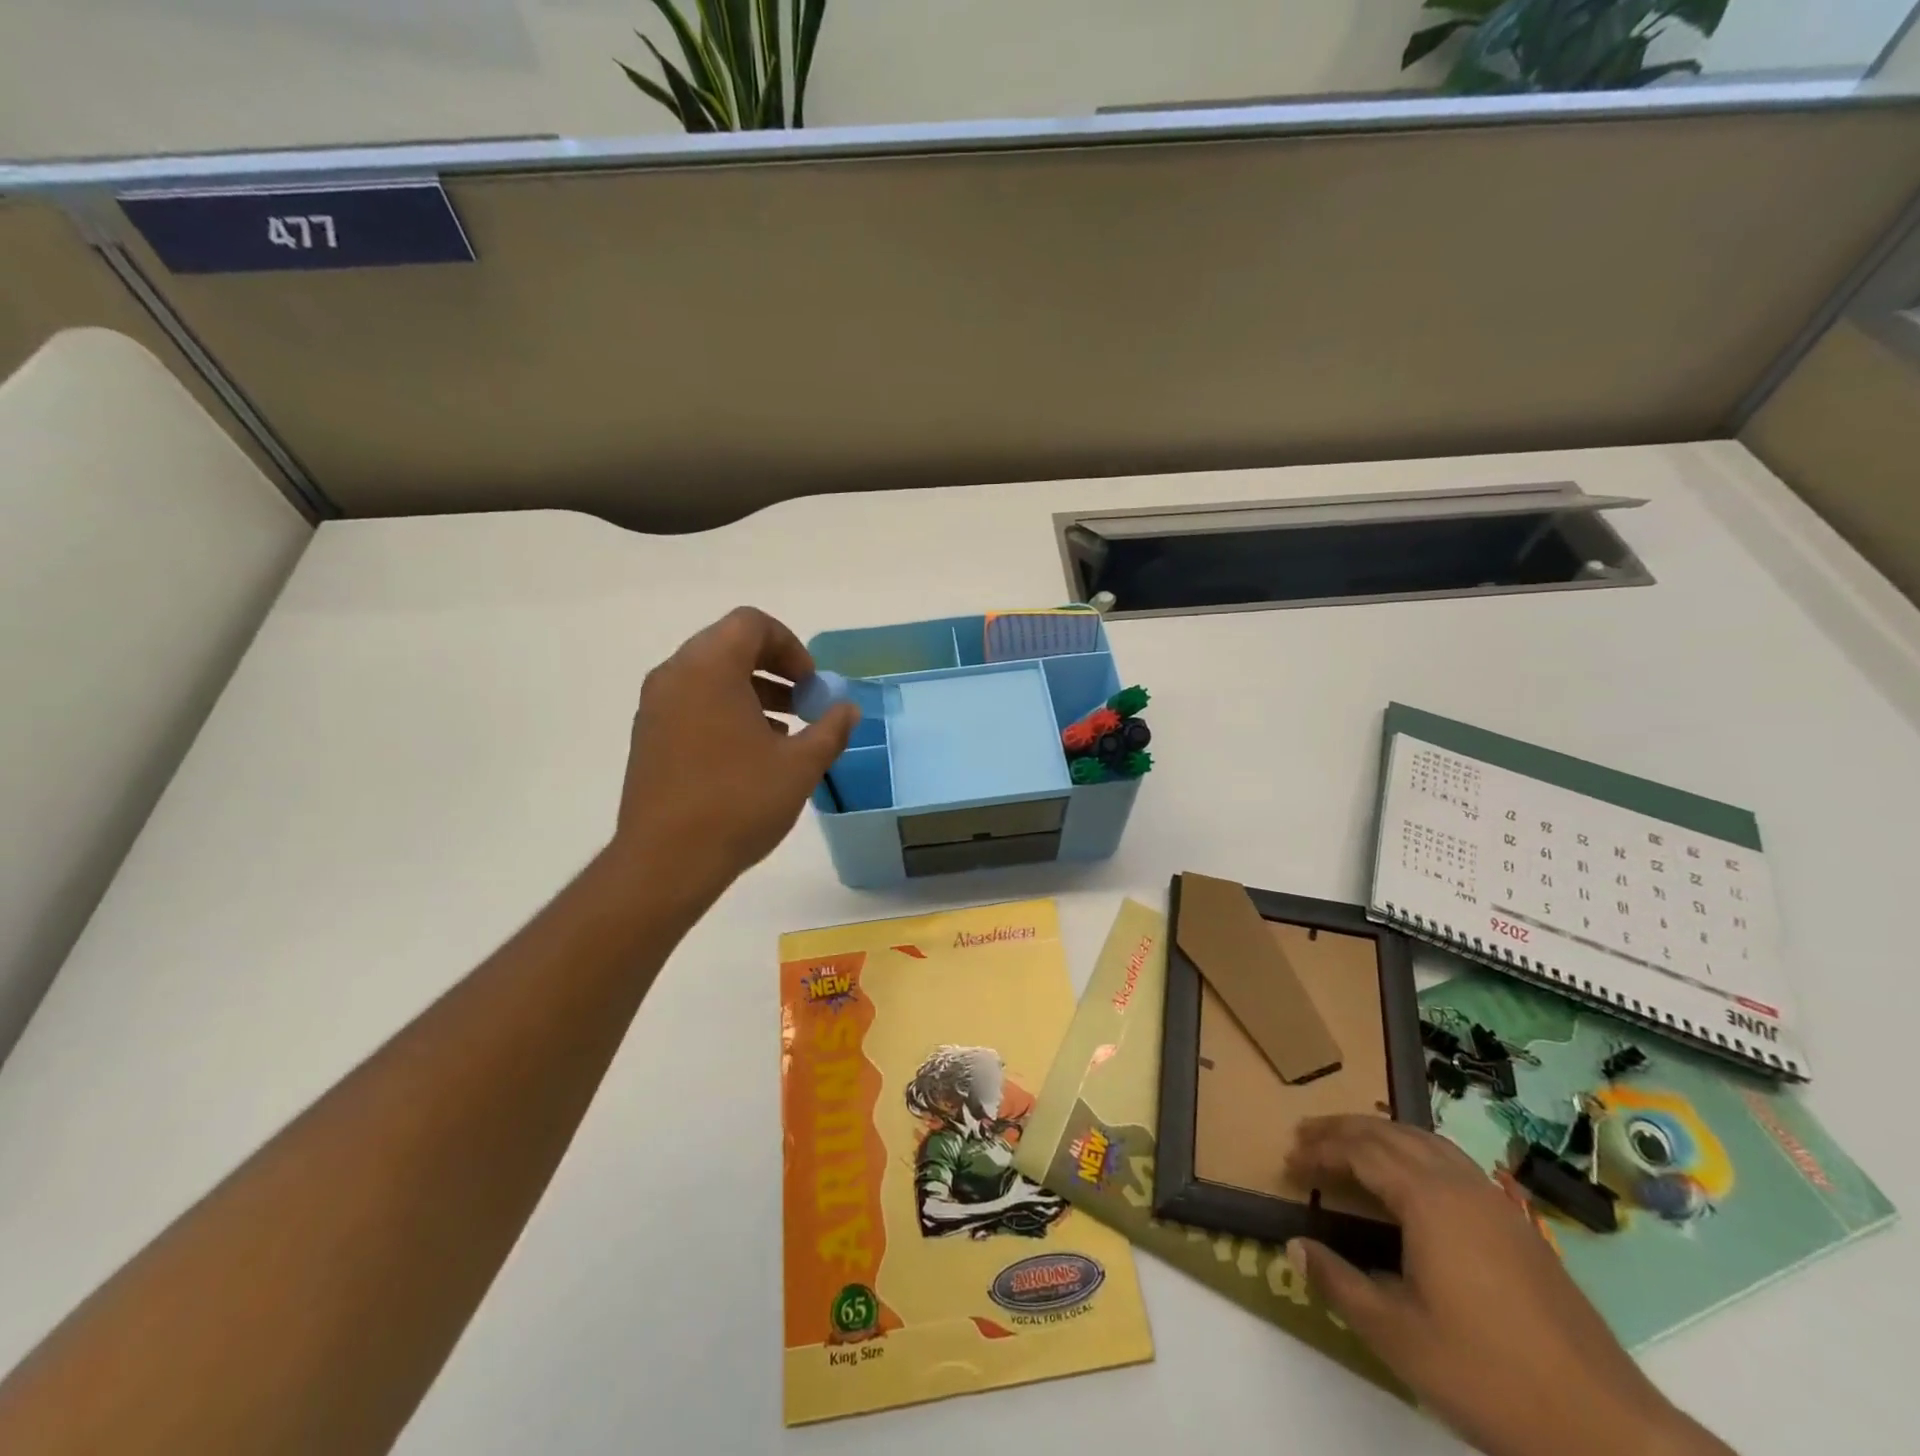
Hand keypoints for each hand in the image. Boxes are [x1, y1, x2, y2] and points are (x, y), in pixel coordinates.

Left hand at [611, 607, 856, 898]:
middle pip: (729, 645)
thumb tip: (848, 709)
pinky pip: (691, 702)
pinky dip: (725, 710)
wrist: (666, 861)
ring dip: (751, 690)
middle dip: (774, 668)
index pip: (752, 624)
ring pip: (709, 676)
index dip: (791, 646)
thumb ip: (831, 729)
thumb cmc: (738, 802)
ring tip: (783, 731)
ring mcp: (655, 706)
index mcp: (709, 668)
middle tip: (803, 703)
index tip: (811, 684)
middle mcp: (675, 675)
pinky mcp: (647, 736)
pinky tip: (750, 753)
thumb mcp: (800, 766)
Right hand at [1286, 1117, 1730, 1455]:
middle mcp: (1460, 1185)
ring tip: (1349, 1145)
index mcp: (1429, 1200)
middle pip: (1390, 1133)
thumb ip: (1339, 1284)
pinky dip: (1414, 1151)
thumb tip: (1294, 1245)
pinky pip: (1451, 1161)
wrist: (1608, 1432)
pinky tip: (1410, 1179)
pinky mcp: (1518, 1226)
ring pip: (1426, 1141)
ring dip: (1380, 1134)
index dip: (1320, 1151)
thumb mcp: (1398, 1337)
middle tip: (1305, 1136)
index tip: (1289, 1161)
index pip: (1360, 1151)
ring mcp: (1495, 1203)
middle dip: (1343, 1130)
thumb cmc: (1489, 1377)